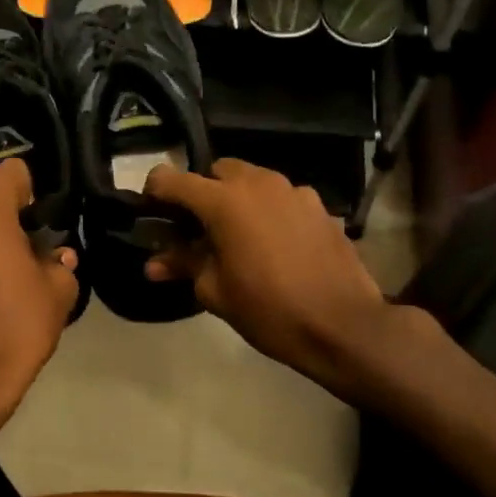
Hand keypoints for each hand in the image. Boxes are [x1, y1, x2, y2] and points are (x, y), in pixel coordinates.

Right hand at [144, 159, 392, 385]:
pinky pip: (283, 198)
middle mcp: (258, 183)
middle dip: (203, 192)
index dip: (155, 192)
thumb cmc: (269, 310)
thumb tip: (153, 264)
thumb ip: (183, 265)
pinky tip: (276, 245)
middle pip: (217, 171)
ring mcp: (294, 191)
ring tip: (239, 237)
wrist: (343, 325)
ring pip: (254, 180)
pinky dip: (270, 211)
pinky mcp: (320, 206)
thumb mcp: (216, 291)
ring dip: (239, 199)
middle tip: (199, 229)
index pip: (172, 179)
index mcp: (224, 200)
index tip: (152, 212)